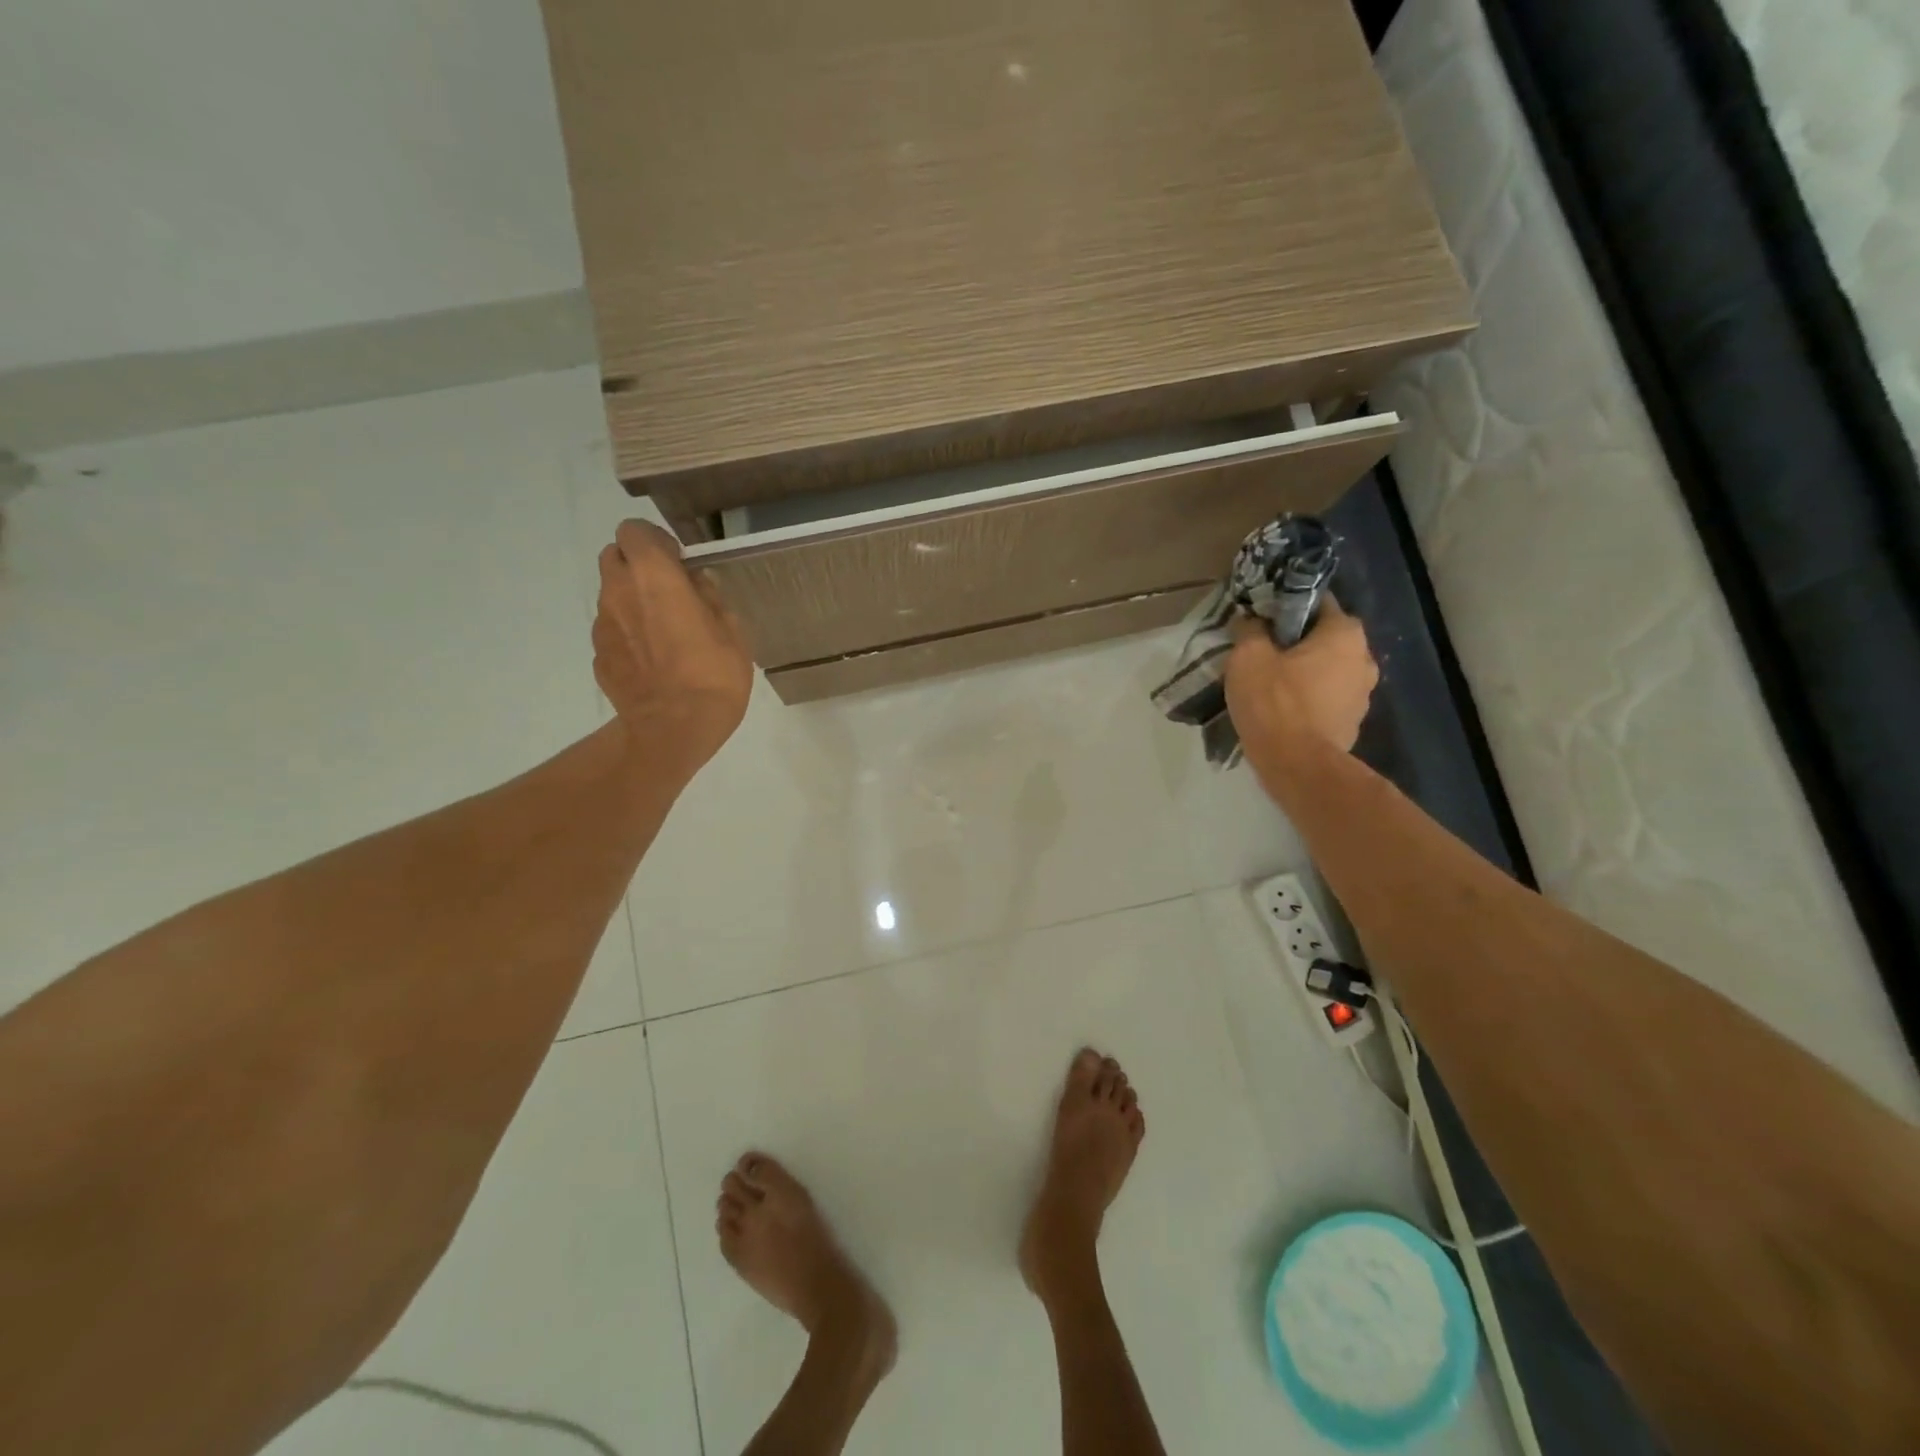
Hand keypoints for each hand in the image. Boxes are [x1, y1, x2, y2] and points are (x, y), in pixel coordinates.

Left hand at [594, 520, 752, 776]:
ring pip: (611, 594)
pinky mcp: (598, 654)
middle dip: (637, 565)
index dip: (656, 541)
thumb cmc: (713, 675)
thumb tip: (697, 584)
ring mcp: (602, 624)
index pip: (634, 530)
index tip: (679, 562)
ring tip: (663, 631)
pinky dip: (627, 633)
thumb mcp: (732, 631)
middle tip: (668, 591)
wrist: (674, 729)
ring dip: (632, 600)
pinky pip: (612, 629)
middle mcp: (618, 591)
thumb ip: (711, 598)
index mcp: (653, 575)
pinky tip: (652, 659)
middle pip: (614, 556)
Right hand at [1224, 597, 1378, 760]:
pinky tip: (1282, 711)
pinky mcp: (1352, 724)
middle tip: (1262, 653)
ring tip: (1269, 685)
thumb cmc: (1274, 702)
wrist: (1297, 766)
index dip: (1287, 607)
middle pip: (1325, 639)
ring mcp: (1363, 695)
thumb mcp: (1248, 656)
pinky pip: (1326, 700)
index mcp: (1345, 633)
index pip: (1318, 603)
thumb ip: (1250, 630)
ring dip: (1304, 674)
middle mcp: (1364, 658)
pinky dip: (1308, 701)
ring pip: (1327, 671)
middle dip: (1296, 643)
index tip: (1262, 619)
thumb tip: (1252, 621)